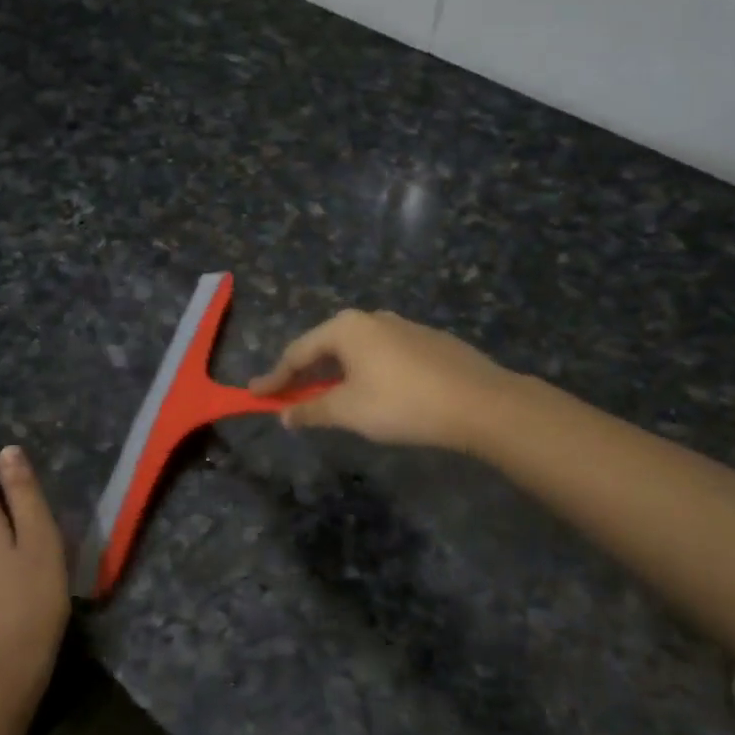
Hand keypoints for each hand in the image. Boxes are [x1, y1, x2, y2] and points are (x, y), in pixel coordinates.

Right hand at [249, 310, 517, 452]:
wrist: (479, 402)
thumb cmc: (402, 403)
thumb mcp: (349, 411)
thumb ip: (311, 410)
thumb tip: (284, 415)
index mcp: (346, 328)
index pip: (297, 352)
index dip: (275, 377)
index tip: (255, 394)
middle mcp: (372, 318)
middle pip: (326, 346)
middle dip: (306, 373)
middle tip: (289, 396)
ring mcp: (403, 326)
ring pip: (357, 350)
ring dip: (337, 373)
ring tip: (329, 397)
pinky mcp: (428, 341)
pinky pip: (383, 355)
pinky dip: (366, 372)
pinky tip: (374, 392)